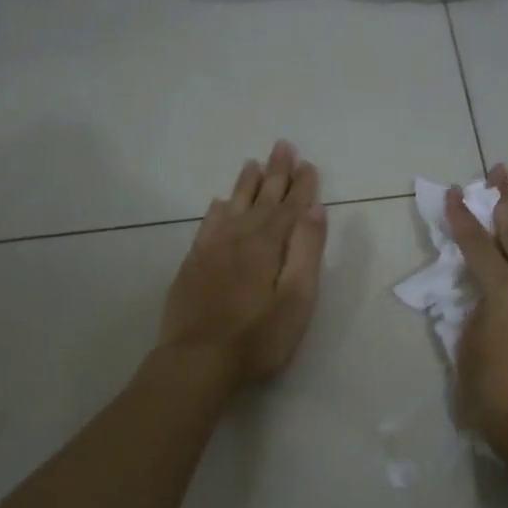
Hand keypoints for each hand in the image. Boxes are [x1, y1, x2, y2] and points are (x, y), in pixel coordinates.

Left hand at [158, 141, 327, 390]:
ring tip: (253, 163)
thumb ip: (306, 251)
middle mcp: (239, 237)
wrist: (197, 361)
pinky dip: (218, 211)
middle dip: (276, 174)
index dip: (301, 186)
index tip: (308, 163)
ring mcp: (212, 250)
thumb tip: (314, 210)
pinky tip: (220, 204)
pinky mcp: (193, 265)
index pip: (289, 207)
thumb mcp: (296, 298)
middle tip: (283, 146)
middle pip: (261, 199)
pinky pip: (208, 225)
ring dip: (246, 185)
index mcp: (267, 245)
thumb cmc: (257, 337)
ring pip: (233, 206)